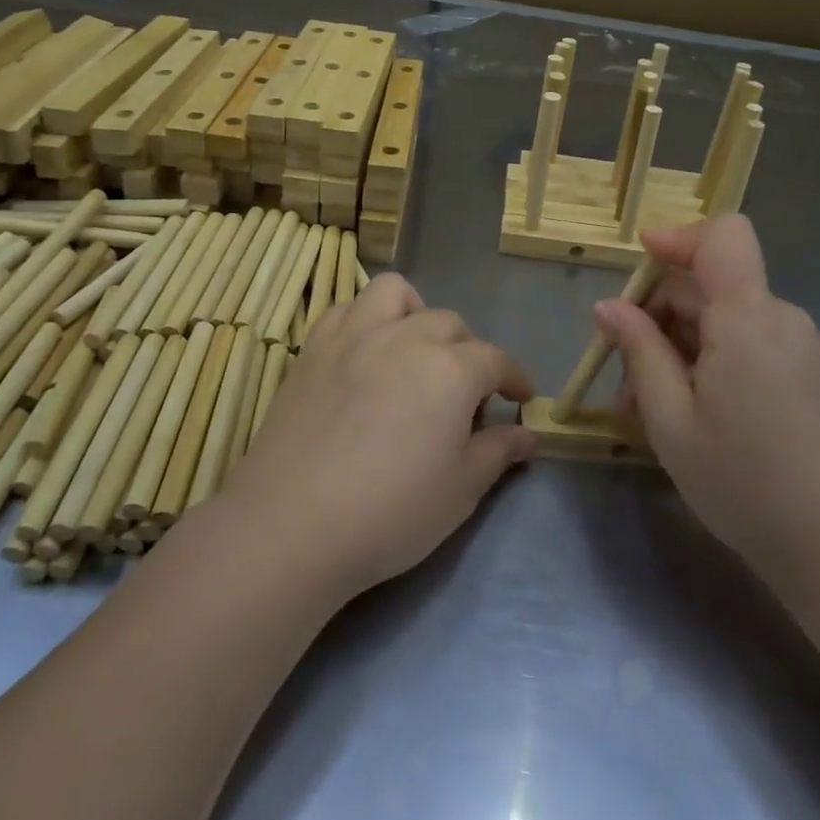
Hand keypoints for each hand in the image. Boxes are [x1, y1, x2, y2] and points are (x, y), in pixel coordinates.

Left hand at [222, 274, 534, 600]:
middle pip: (449, 323)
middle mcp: (405, 337)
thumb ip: (498, 452)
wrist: (292, 525)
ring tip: (412, 350)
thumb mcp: (460, 491)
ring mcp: (354, 336)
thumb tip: (527, 434)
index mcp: (450, 369)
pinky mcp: (313, 349)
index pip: (495, 360)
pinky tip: (364, 354)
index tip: (520, 397)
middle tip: (463, 394)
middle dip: (468, 351)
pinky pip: (346, 309)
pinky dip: (364, 320)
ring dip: (414, 313)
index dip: (513, 377)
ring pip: (394, 294)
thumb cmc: (390, 513)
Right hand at [595, 215, 819, 600]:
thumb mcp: (671, 419)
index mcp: (748, 318)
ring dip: (679, 345)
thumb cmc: (743, 481)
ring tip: (650, 408)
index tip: (639, 265)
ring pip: (724, 318)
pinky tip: (690, 413)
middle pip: (710, 284)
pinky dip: (710, 360)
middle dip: (658, 316)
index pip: (723, 236)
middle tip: (624, 379)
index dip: (679, 238)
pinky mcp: (807, 373)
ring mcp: (799, 346)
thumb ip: (639, 350)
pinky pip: (748, 343)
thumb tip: (609, 306)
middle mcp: (780, 318)